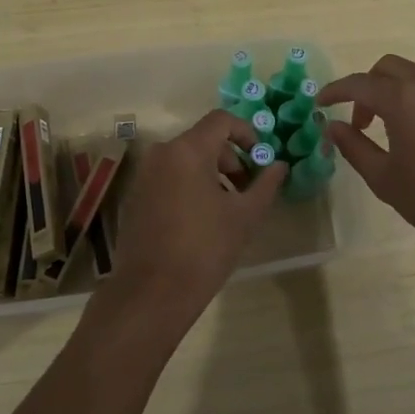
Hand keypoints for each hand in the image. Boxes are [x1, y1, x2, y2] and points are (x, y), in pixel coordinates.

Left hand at [95, 109, 287, 335]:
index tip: (260, 159)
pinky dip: (189, 185)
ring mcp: (144, 174)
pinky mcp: (136, 195)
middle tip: (248, 190)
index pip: (221, 120)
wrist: (151, 293)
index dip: (247, 133)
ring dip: (212, 174)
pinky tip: (201, 220)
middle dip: (231, 159)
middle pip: (204, 140)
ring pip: (186, 159)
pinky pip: (169, 176)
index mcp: (187, 150)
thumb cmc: (204, 249)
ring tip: (228, 209)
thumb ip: (266, 184)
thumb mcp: (245, 216)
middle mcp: (162, 153)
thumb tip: (279, 165)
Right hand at [317, 55, 414, 249]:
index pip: (359, 83)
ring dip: (402, 94)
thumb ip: (354, 147)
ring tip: (400, 131)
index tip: (322, 102)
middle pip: (390, 67)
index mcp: (403, 100)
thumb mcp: (385, 179)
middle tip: (364, 120)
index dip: (336, 90)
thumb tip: (333, 126)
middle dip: (370, 86)